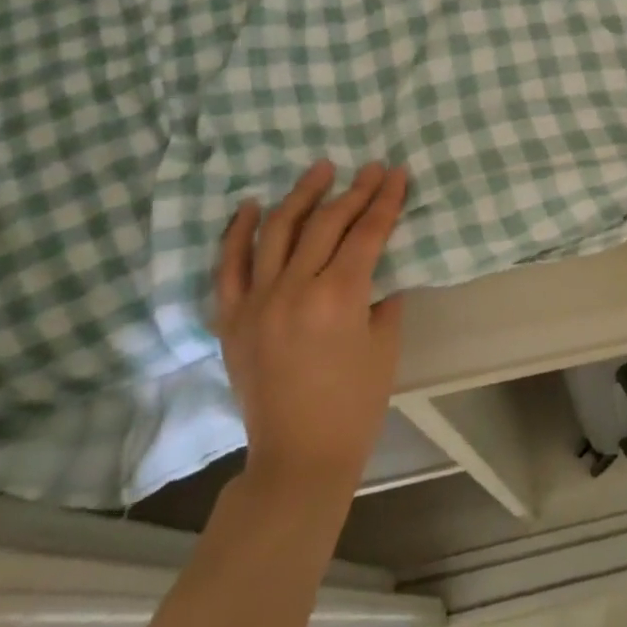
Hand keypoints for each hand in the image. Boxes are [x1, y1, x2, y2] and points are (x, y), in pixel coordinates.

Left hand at [213, 161, 406, 499]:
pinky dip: (238, 232)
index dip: (386, 200)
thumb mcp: (385, 344)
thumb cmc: (355, 404)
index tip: (397, 173)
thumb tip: (378, 267)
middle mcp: (294, 290)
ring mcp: (257, 302)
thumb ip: (383, 296)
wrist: (298, 457)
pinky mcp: (232, 319)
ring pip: (277, 231)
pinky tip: (251, 205)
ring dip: (301, 195)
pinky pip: (229, 266)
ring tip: (320, 169)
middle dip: (354, 191)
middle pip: (326, 224)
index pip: (367, 232)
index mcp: (339, 298)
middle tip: (372, 168)